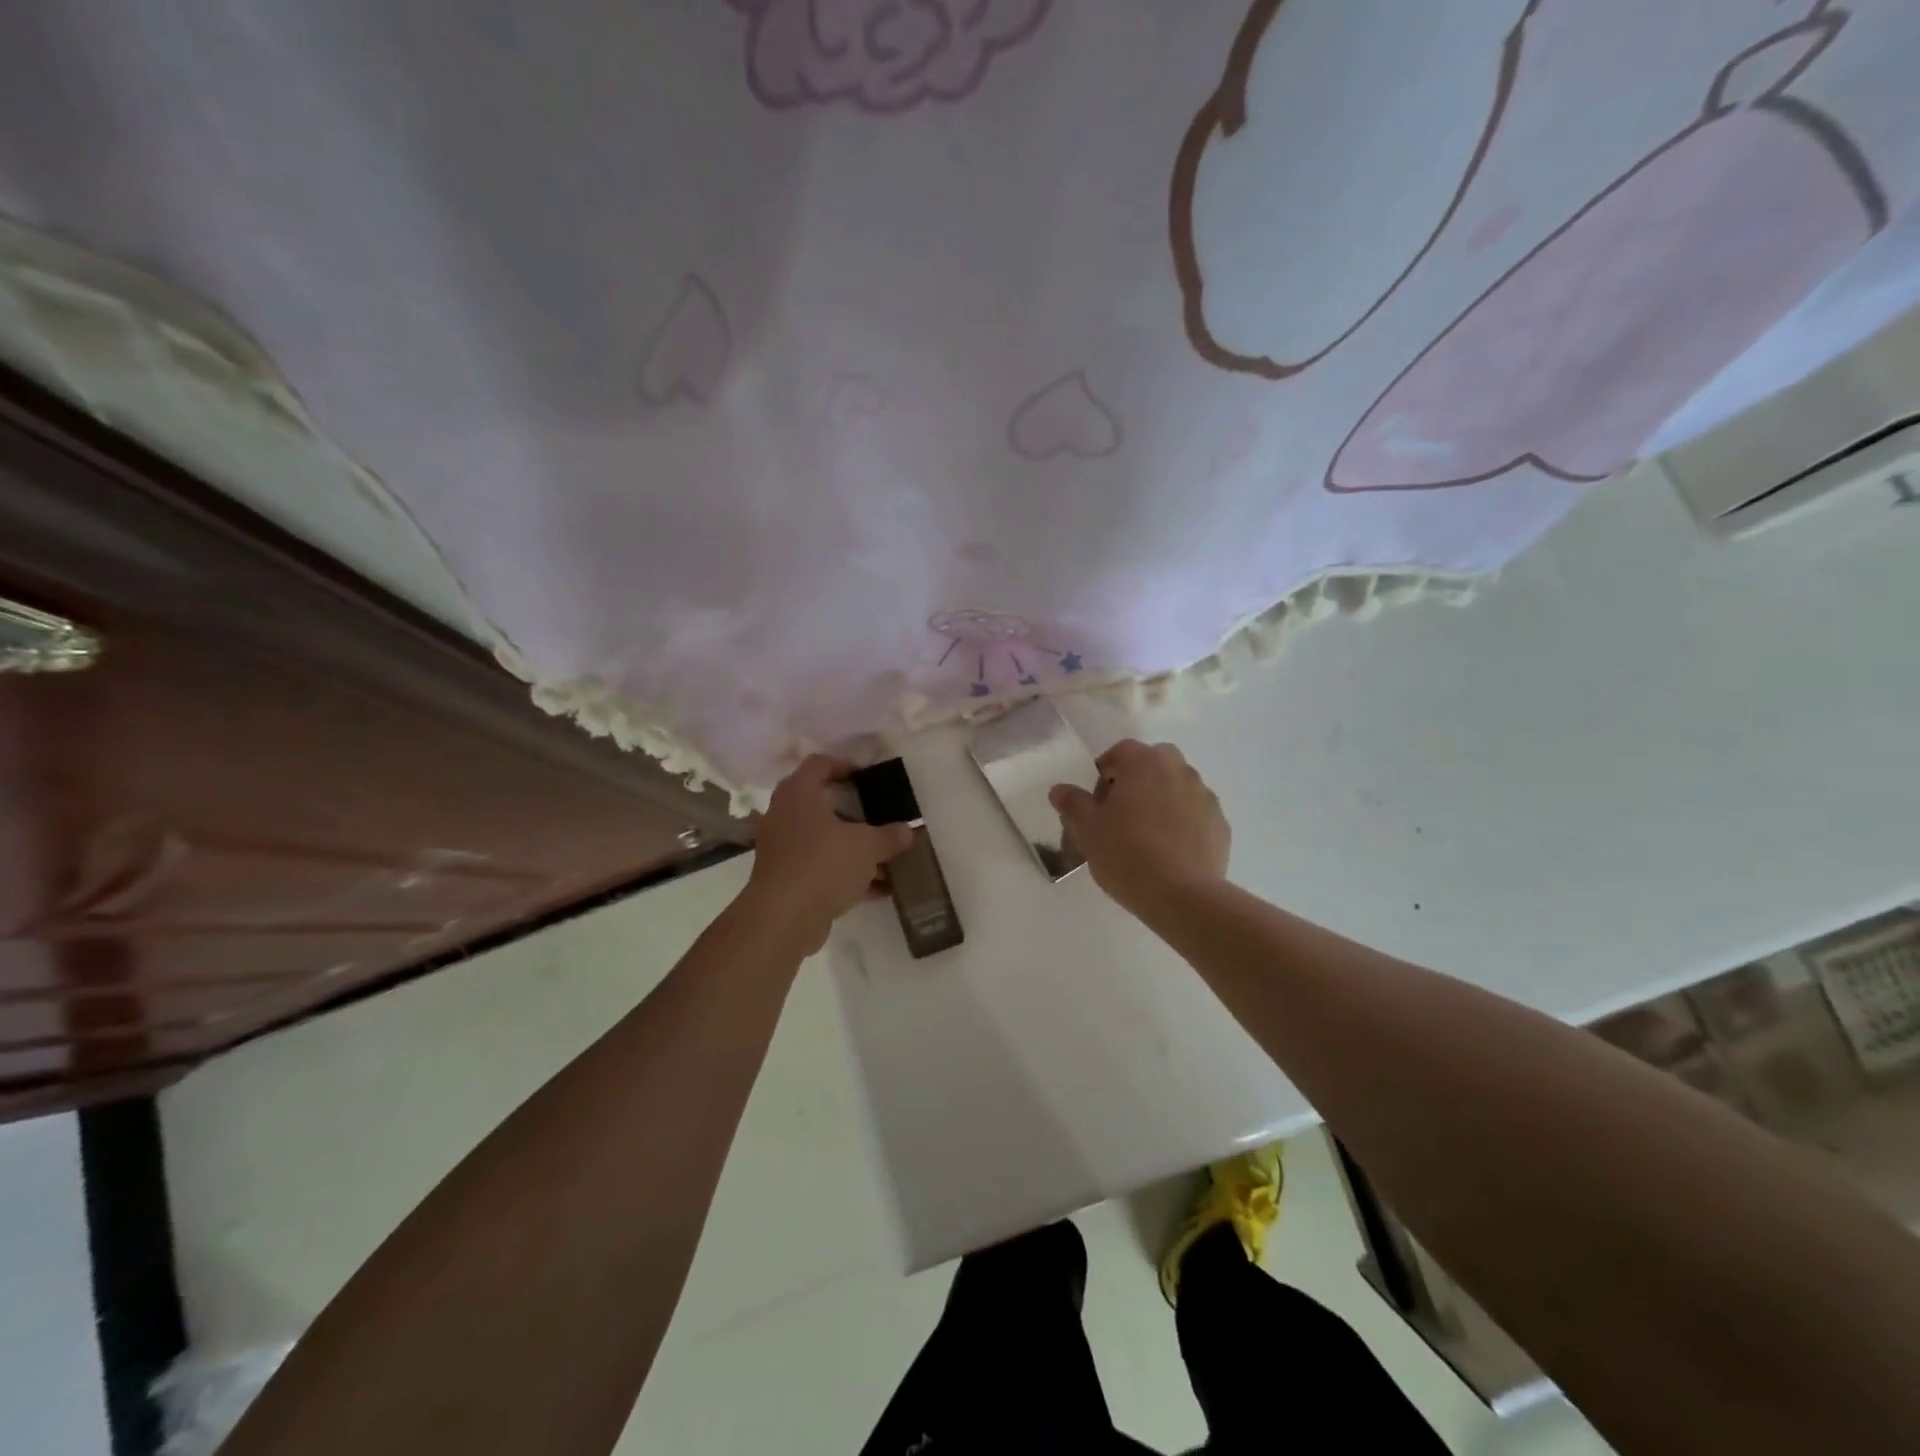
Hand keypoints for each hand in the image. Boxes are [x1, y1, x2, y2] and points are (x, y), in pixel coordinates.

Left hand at [744, 755, 913, 952]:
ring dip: (852, 847)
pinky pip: (820, 867)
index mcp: (799, 794)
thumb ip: (889, 836)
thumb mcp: (867, 846)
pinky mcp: (786, 879)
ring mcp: (782, 848)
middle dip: (854, 811)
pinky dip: (845, 874)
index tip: (868, 777)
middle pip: (821, 803)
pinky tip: (877, 889)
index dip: (844, 765)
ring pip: (822, 839)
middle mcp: (785, 815)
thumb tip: (908, 831)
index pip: (819, 764)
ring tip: (885, 856)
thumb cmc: (823, 864)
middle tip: (879, 815)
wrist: (783, 919)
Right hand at [1050, 739, 1229, 918]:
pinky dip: (1182, 824)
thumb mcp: (1087, 829)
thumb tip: (1060, 790)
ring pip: (1177, 788)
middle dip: (1137, 781)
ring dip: (1161, 801)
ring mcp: (1205, 797)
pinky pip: (1195, 814)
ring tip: (1146, 837)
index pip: (1121, 752)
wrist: (1181, 896)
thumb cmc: (1126, 853)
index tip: (1096, 802)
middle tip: (1121, 815)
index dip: (1105, 773)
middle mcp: (1179, 770)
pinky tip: (1169, 853)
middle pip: (1154, 764)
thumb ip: (1073, 803)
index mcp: (1145, 762)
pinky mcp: (1220, 825)